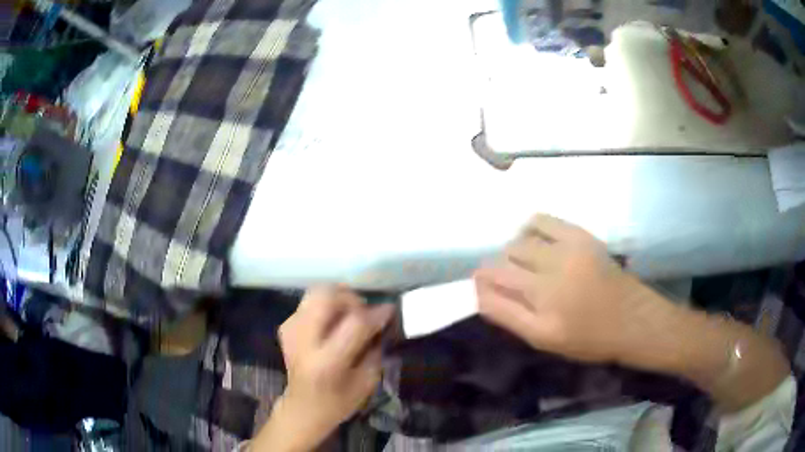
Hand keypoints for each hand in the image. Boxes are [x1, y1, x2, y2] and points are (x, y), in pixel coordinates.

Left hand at [277, 286, 393, 439]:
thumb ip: (374, 349)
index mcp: (327, 362)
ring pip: (315, 292)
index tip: (390, 309)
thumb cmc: (339, 401)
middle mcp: (304, 341)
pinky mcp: (285, 326)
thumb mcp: (367, 382)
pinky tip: (332, 323)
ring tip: (349, 315)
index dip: (376, 313)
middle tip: (364, 310)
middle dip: (351, 297)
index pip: (354, 323)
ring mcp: (290, 330)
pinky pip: (309, 302)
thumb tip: (381, 320)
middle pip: (326, 296)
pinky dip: (325, 306)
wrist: (302, 408)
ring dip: (337, 299)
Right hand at [475, 214, 660, 362]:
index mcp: (540, 304)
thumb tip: (480, 292)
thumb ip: (508, 315)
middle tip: (512, 283)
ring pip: (519, 240)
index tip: (483, 287)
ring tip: (525, 264)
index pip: (492, 281)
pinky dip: (529, 228)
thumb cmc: (587, 338)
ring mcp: (566, 249)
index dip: (480, 281)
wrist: (631, 318)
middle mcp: (550, 272)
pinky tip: (535, 240)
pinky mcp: (580, 235)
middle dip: (498, 269)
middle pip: (503, 258)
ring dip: (514, 252)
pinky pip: (541, 220)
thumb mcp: (544, 339)